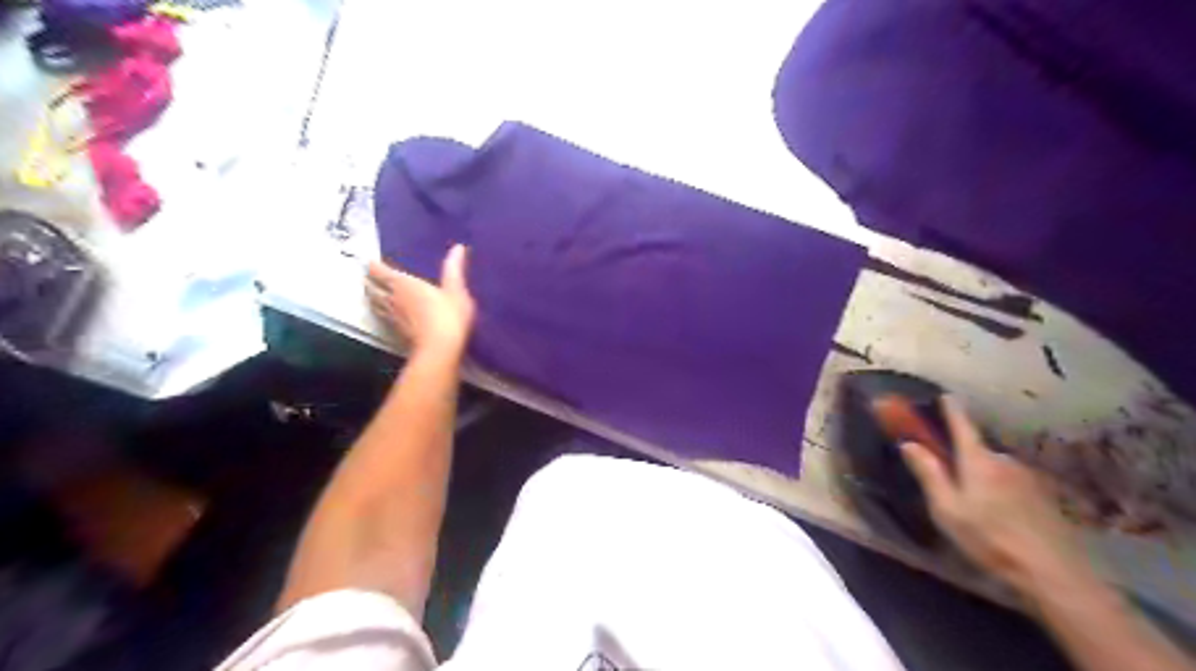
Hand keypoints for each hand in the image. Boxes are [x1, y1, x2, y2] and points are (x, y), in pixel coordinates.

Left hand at [364, 245, 476, 352]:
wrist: (440, 349)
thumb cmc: (448, 315)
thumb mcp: (456, 289)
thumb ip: (454, 269)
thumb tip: (458, 247)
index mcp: (404, 284)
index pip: (380, 271)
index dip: (374, 266)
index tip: (369, 261)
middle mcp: (392, 299)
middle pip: (372, 288)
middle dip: (369, 282)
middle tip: (367, 278)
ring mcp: (392, 318)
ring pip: (375, 304)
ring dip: (372, 298)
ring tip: (372, 294)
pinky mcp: (396, 334)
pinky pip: (383, 319)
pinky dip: (381, 314)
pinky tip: (386, 316)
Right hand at [901, 396, 1089, 594]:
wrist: (1052, 573)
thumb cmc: (988, 538)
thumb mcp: (946, 508)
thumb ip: (928, 473)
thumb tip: (909, 443)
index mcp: (977, 461)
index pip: (962, 426)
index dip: (952, 409)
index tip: (945, 395)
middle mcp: (1004, 461)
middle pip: (977, 450)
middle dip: (963, 457)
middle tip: (952, 481)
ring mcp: (1027, 478)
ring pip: (995, 468)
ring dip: (983, 477)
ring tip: (978, 506)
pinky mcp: (1043, 496)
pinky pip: (1012, 483)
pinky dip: (1001, 490)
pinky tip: (1001, 516)